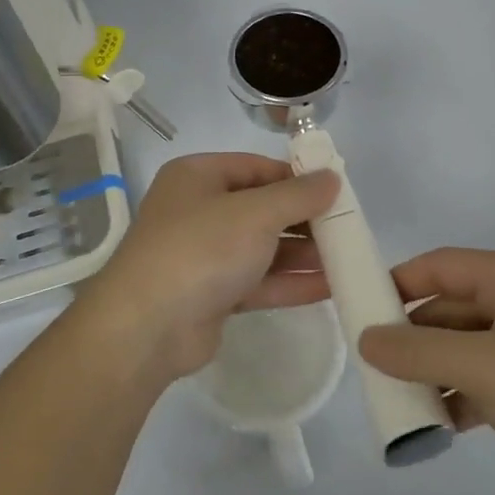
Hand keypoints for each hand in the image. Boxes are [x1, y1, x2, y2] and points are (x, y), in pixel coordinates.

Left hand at [74, 153, 339, 381]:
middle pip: (261, 208)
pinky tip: (330, 286)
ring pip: (262, 248)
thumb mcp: (256, 213)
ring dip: (302, 253)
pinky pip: (257, 281)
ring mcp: (203, 255)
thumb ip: (298, 195)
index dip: (297, 177)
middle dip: (304, 219)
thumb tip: (332, 177)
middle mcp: (198, 210)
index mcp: (198, 177)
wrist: (147, 326)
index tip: (337, 190)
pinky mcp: (211, 294)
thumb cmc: (202, 249)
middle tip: (347, 228)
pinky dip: (289, 282)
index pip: (257, 167)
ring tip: (347, 258)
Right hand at [358, 248, 494, 494]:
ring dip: (434, 373)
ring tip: (399, 403)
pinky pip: (490, 384)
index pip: (439, 265)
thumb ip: (417, 351)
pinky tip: (439, 427)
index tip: (359, 311)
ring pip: (467, 350)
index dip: (397, 283)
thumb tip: (365, 338)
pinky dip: (462, 399)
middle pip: (451, 308)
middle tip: (372, 366)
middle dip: (412, 337)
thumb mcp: (482, 366)